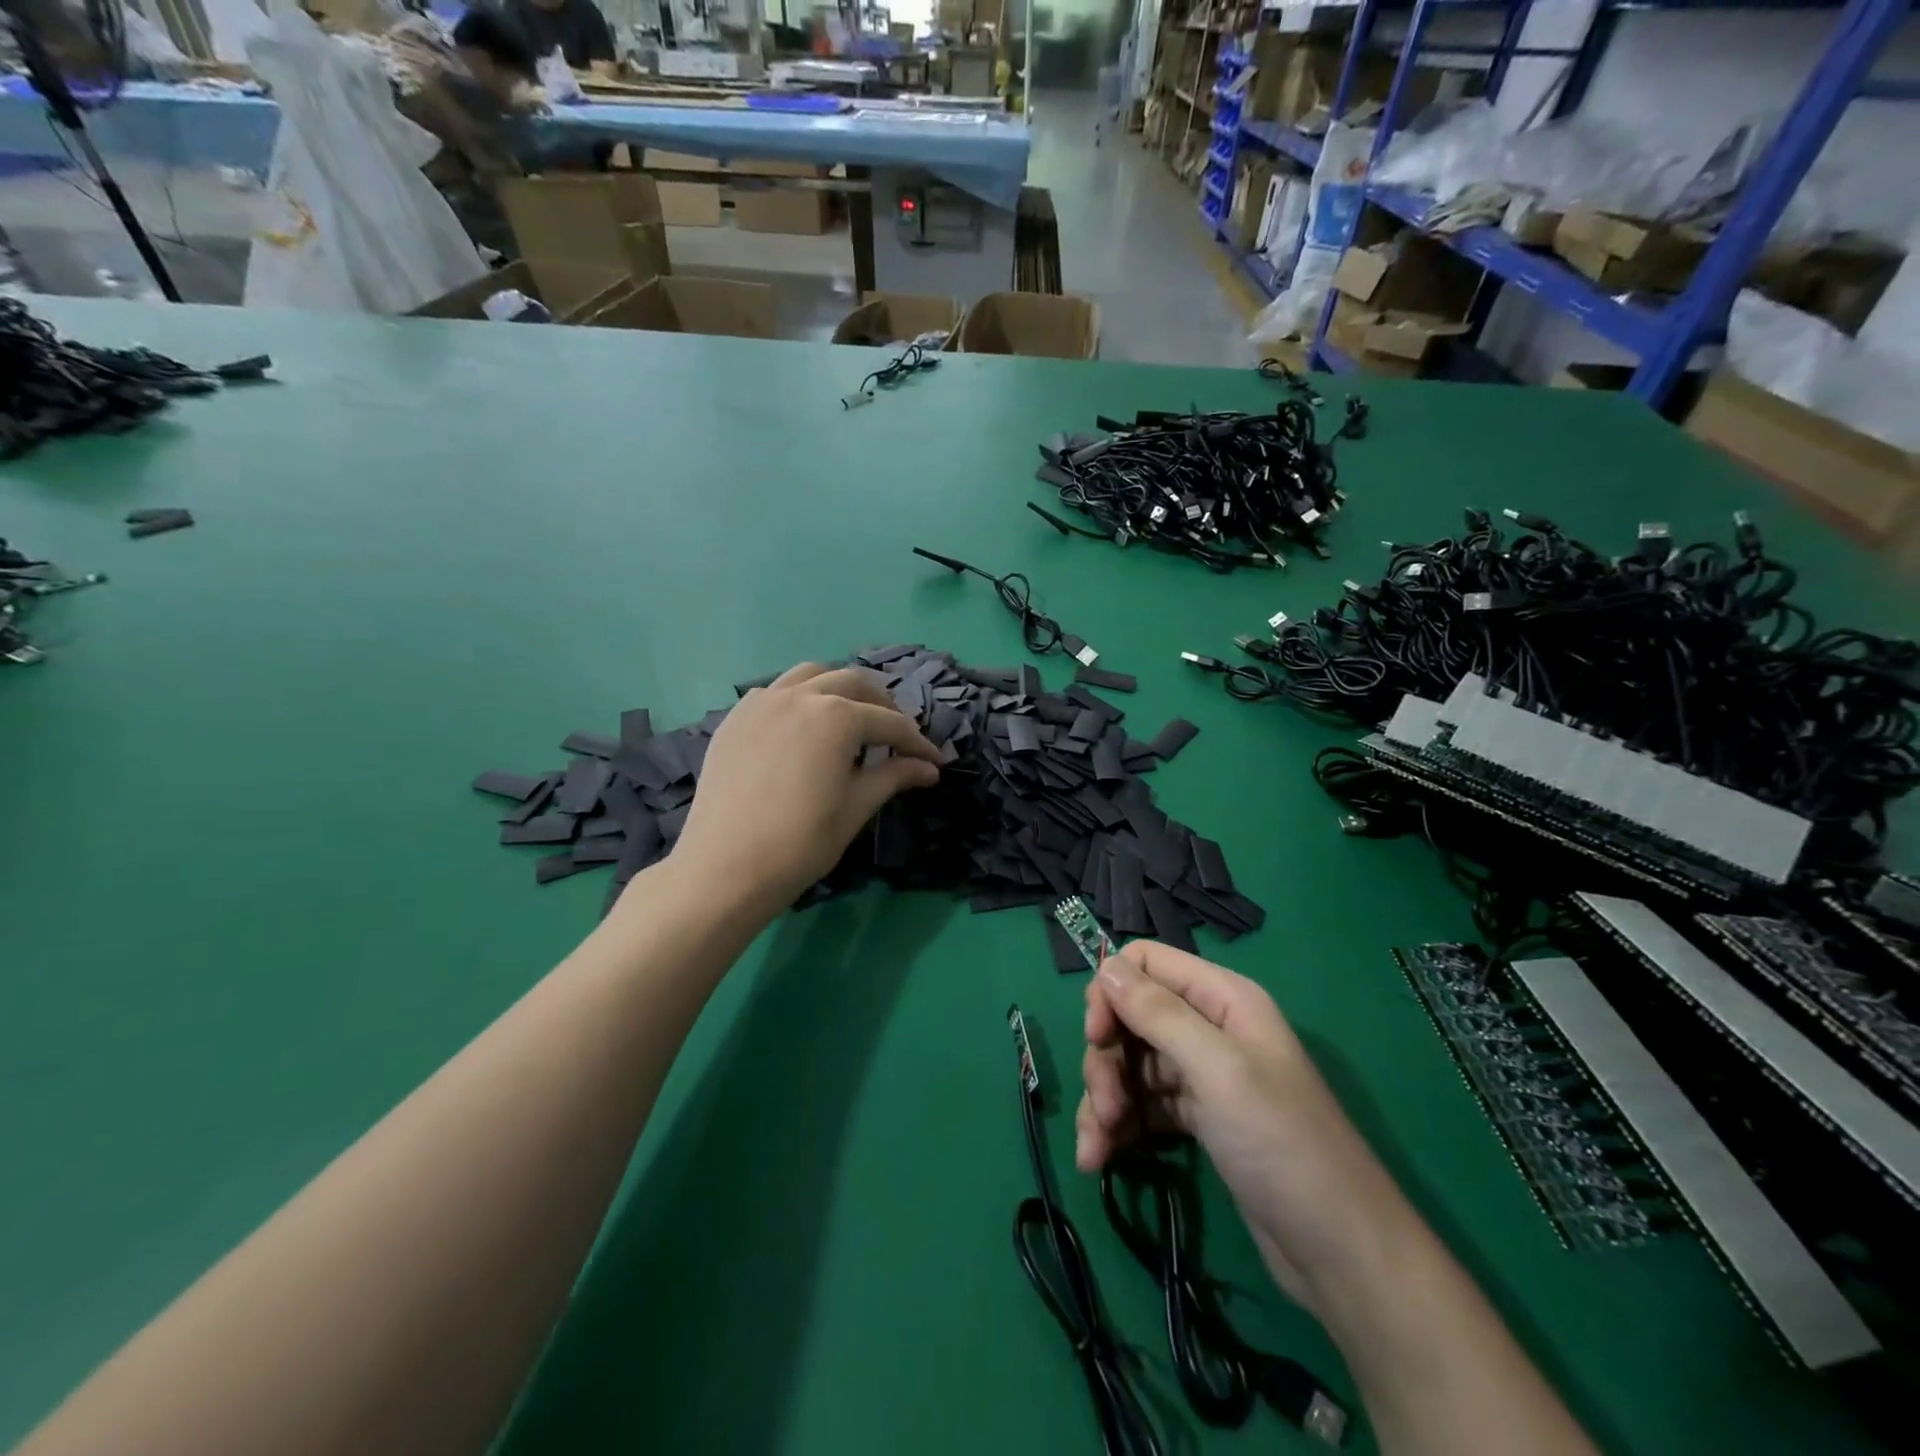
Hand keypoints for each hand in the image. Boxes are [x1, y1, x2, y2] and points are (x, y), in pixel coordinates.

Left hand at [672, 662, 941, 911]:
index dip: (917, 743)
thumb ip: (893, 777)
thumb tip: (929, 768)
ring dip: (839, 690)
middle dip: (882, 706)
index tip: (934, 761)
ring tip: (851, 718)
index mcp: (836, 717)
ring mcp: (763, 702)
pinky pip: (776, 691)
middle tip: (897, 737)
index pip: (890, 723)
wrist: (724, 868)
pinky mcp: (737, 717)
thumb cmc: (800, 843)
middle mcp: (801, 696)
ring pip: (812, 676)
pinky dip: (800, 697)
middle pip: (854, 684)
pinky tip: (804, 727)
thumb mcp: (855, 808)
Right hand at [1075, 942, 1416, 1315]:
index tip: (1095, 1037)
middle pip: (1131, 1018)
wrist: (1340, 1253)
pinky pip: (1142, 1106)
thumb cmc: (1282, 1144)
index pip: (1145, 963)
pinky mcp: (1197, 1118)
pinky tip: (1100, 1160)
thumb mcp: (1218, 1070)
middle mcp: (1210, 1027)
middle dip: (1106, 1060)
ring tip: (1097, 1149)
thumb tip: (1105, 966)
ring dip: (1105, 1100)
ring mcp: (1203, 1074)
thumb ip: (1159, 1014)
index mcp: (1222, 998)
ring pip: (1130, 1065)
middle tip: (1104, 1108)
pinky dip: (1117, 1128)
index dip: (1112, 991)